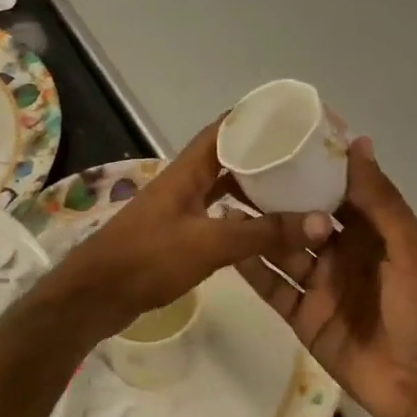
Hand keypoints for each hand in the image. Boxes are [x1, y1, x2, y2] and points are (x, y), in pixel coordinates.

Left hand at [54, 121, 325, 338]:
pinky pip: (216, 213)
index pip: (225, 129)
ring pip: (222, 186)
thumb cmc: (148, 259)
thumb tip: (321, 221)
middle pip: (228, 156)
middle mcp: (184, 181)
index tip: (294, 120)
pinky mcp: (177, 233)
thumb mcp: (210, 244)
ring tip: (292, 190)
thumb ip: (263, 233)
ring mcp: (179, 207)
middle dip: (263, 155)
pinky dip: (240, 215)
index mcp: (188, 170)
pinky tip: (261, 226)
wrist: (95, 296)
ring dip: (253, 186)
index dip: (256, 119)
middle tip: (304, 159)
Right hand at [239, 137, 416, 416]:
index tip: (278, 141)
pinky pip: (274, 288)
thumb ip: (380, 200)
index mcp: (372, 232)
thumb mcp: (410, 249)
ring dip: (258, 230)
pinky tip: (227, 247)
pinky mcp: (303, 317)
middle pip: (303, 219)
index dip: (310, 168)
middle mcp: (343, 253)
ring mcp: (321, 286)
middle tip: (236, 172)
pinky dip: (252, 269)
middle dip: (275, 198)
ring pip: (283, 250)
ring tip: (222, 203)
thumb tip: (357, 142)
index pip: (336, 191)